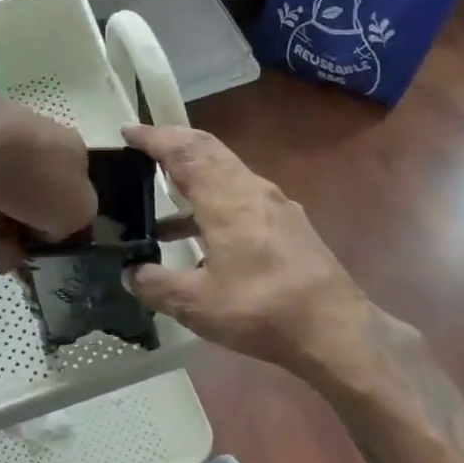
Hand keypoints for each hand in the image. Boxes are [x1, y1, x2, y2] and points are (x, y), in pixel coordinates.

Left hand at [0, 96, 96, 270]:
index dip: (55, 223)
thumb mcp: (79, 209)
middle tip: (7, 254)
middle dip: (17, 237)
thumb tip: (52, 223)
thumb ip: (76, 218)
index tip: (43, 245)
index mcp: (66, 146)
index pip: (66, 189)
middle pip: (26, 204)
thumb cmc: (35, 177)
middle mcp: (28, 139)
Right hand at [121, 124, 374, 376]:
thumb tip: (130, 274)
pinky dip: (212, 201)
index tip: (128, 132)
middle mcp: (252, 189)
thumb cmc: (261, 309)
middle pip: (208, 150)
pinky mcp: (287, 224)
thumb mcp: (197, 304)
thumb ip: (157, 285)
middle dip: (174, 144)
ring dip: (193, 177)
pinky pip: (240, 196)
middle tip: (143, 149)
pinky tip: (199, 237)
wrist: (336, 330)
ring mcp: (275, 205)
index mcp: (227, 199)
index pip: (184, 152)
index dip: (154, 138)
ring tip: (160, 201)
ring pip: (226, 172)